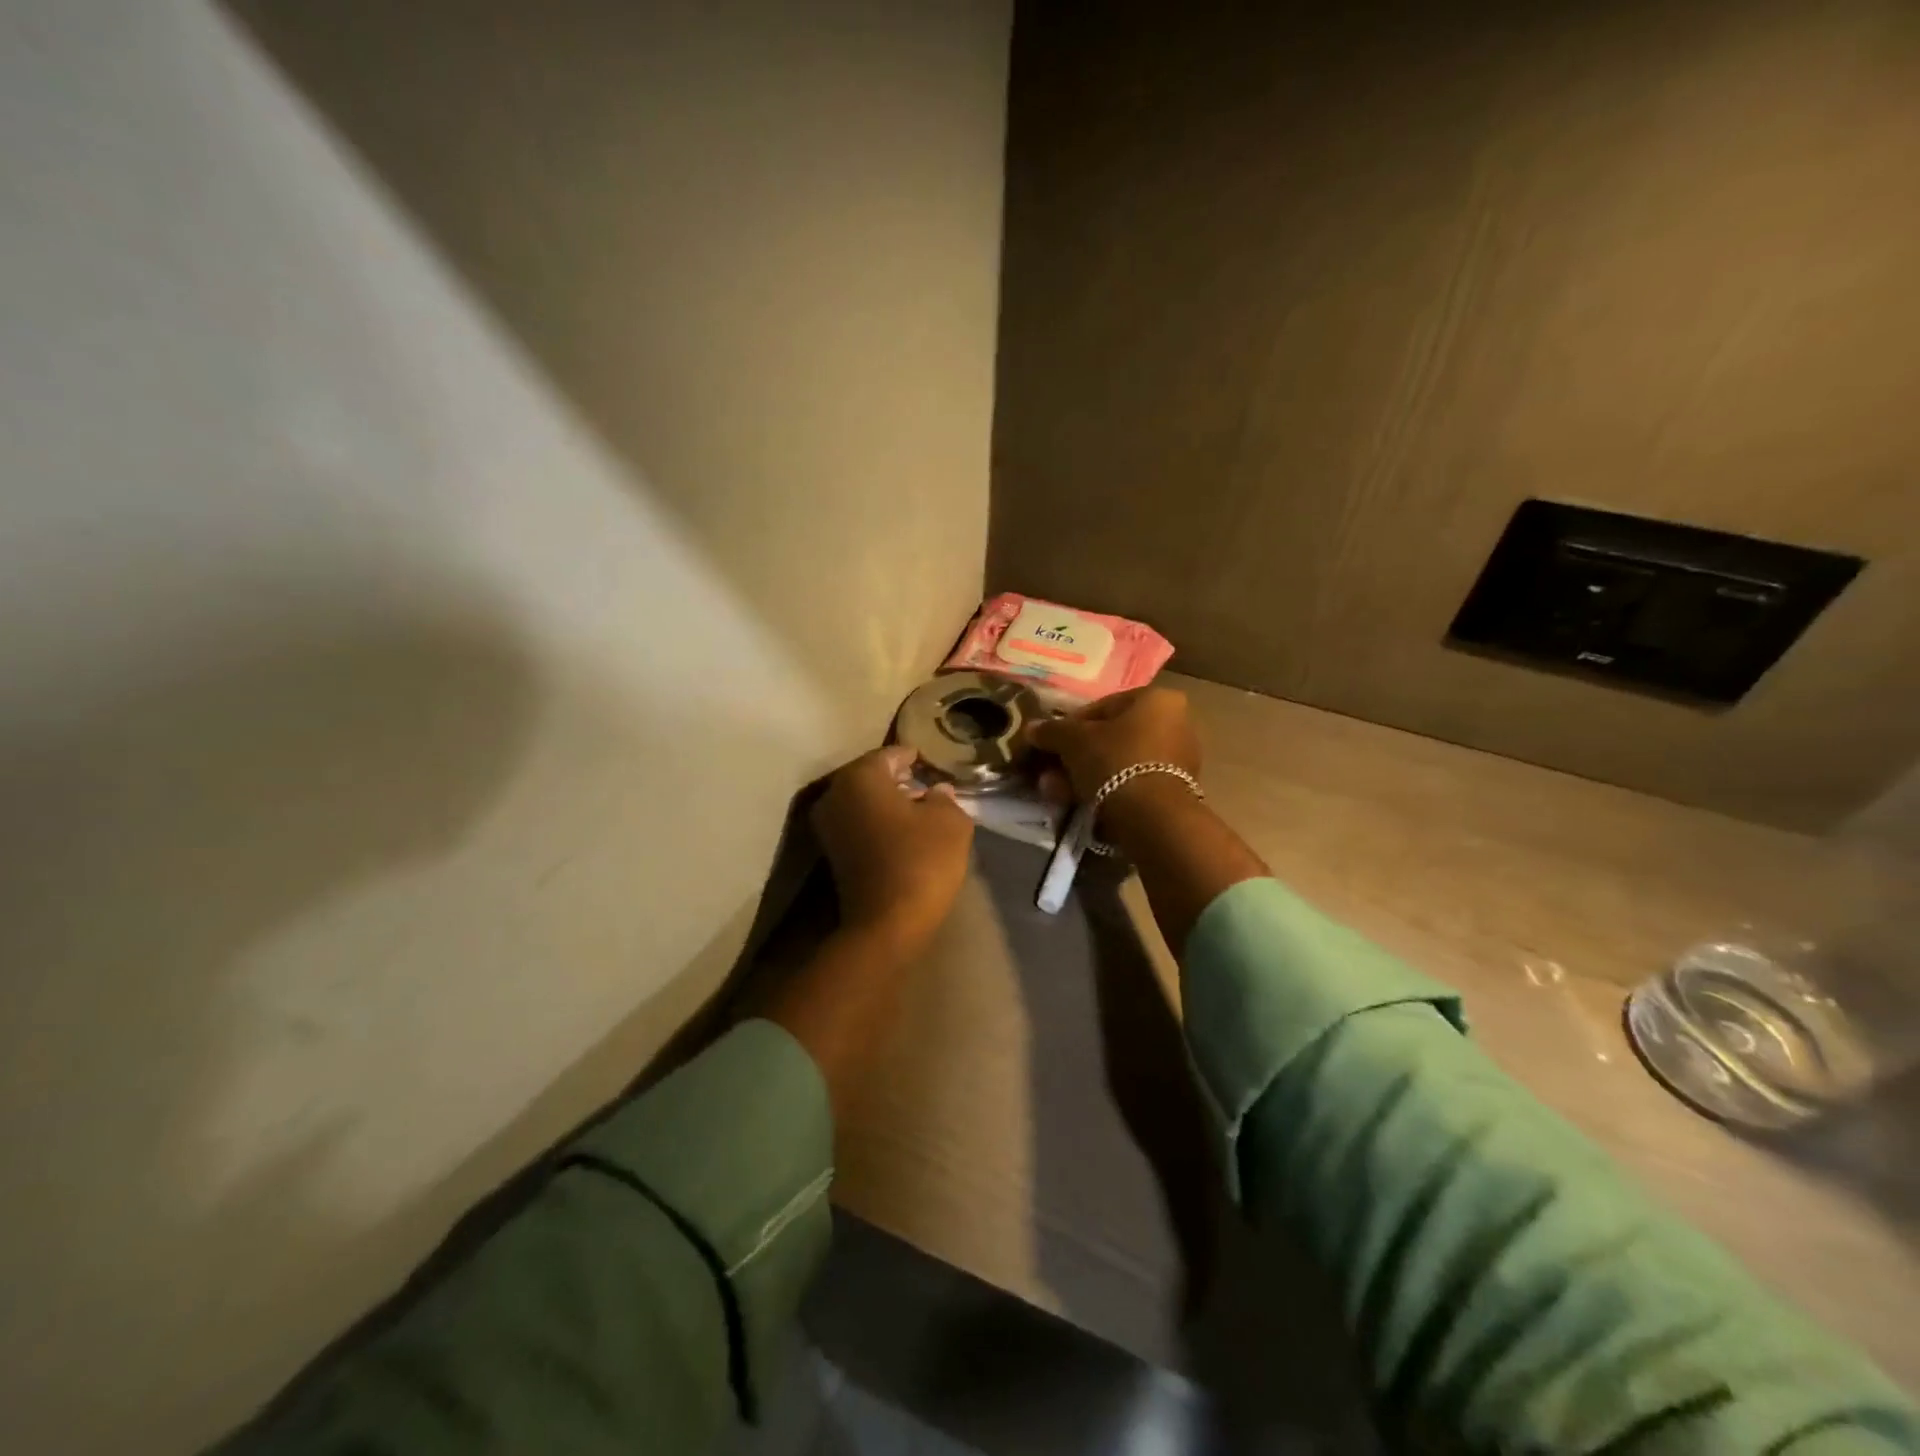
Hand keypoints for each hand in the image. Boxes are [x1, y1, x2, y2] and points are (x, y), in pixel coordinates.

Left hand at [812, 745, 973, 954]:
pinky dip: (877, 822)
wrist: (886, 923)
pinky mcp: (832, 853)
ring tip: (920, 809)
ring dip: (888, 802)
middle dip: (898, 779)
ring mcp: (827, 826)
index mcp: (860, 777)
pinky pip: (858, 824)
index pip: (890, 754)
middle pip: (871, 776)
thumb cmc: (920, 860)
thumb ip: (945, 797)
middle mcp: (835, 794)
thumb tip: (937, 790)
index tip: (930, 761)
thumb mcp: (950, 821)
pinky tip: (904, 833)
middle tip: (927, 784)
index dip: (913, 757)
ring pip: (862, 801)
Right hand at [1025, 686, 1201, 803]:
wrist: (1153, 816)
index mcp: (1156, 699)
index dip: (1069, 725)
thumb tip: (1031, 728)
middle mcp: (1175, 722)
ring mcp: (1179, 759)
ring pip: (1119, 762)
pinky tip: (1081, 802)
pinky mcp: (1176, 790)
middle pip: (1111, 737)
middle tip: (1051, 772)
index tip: (1050, 743)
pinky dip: (1107, 790)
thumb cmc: (1115, 760)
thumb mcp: (1073, 740)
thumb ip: (1052, 731)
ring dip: (1086, 775)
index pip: (1102, 706)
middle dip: (1077, 755)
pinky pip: (1132, 782)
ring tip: (1058, 792)